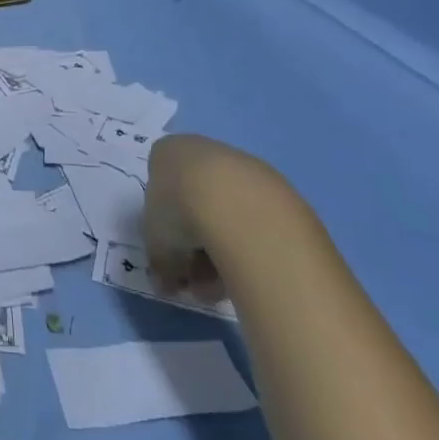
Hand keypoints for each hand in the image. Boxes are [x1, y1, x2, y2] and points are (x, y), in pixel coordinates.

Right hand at [143, 134, 291, 302]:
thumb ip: (160, 262)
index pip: (160, 185)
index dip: (162, 224)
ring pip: (229, 215)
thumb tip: (166, 282)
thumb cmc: (181, 213)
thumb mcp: (155, 244)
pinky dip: (250, 248)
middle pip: (196, 202)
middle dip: (194, 244)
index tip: (168, 252)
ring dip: (222, 251)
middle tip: (195, 278)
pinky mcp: (283, 190)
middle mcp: (208, 152)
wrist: (243, 209)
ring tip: (221, 288)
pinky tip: (248, 275)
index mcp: (170, 153)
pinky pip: (258, 223)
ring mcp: (249, 170)